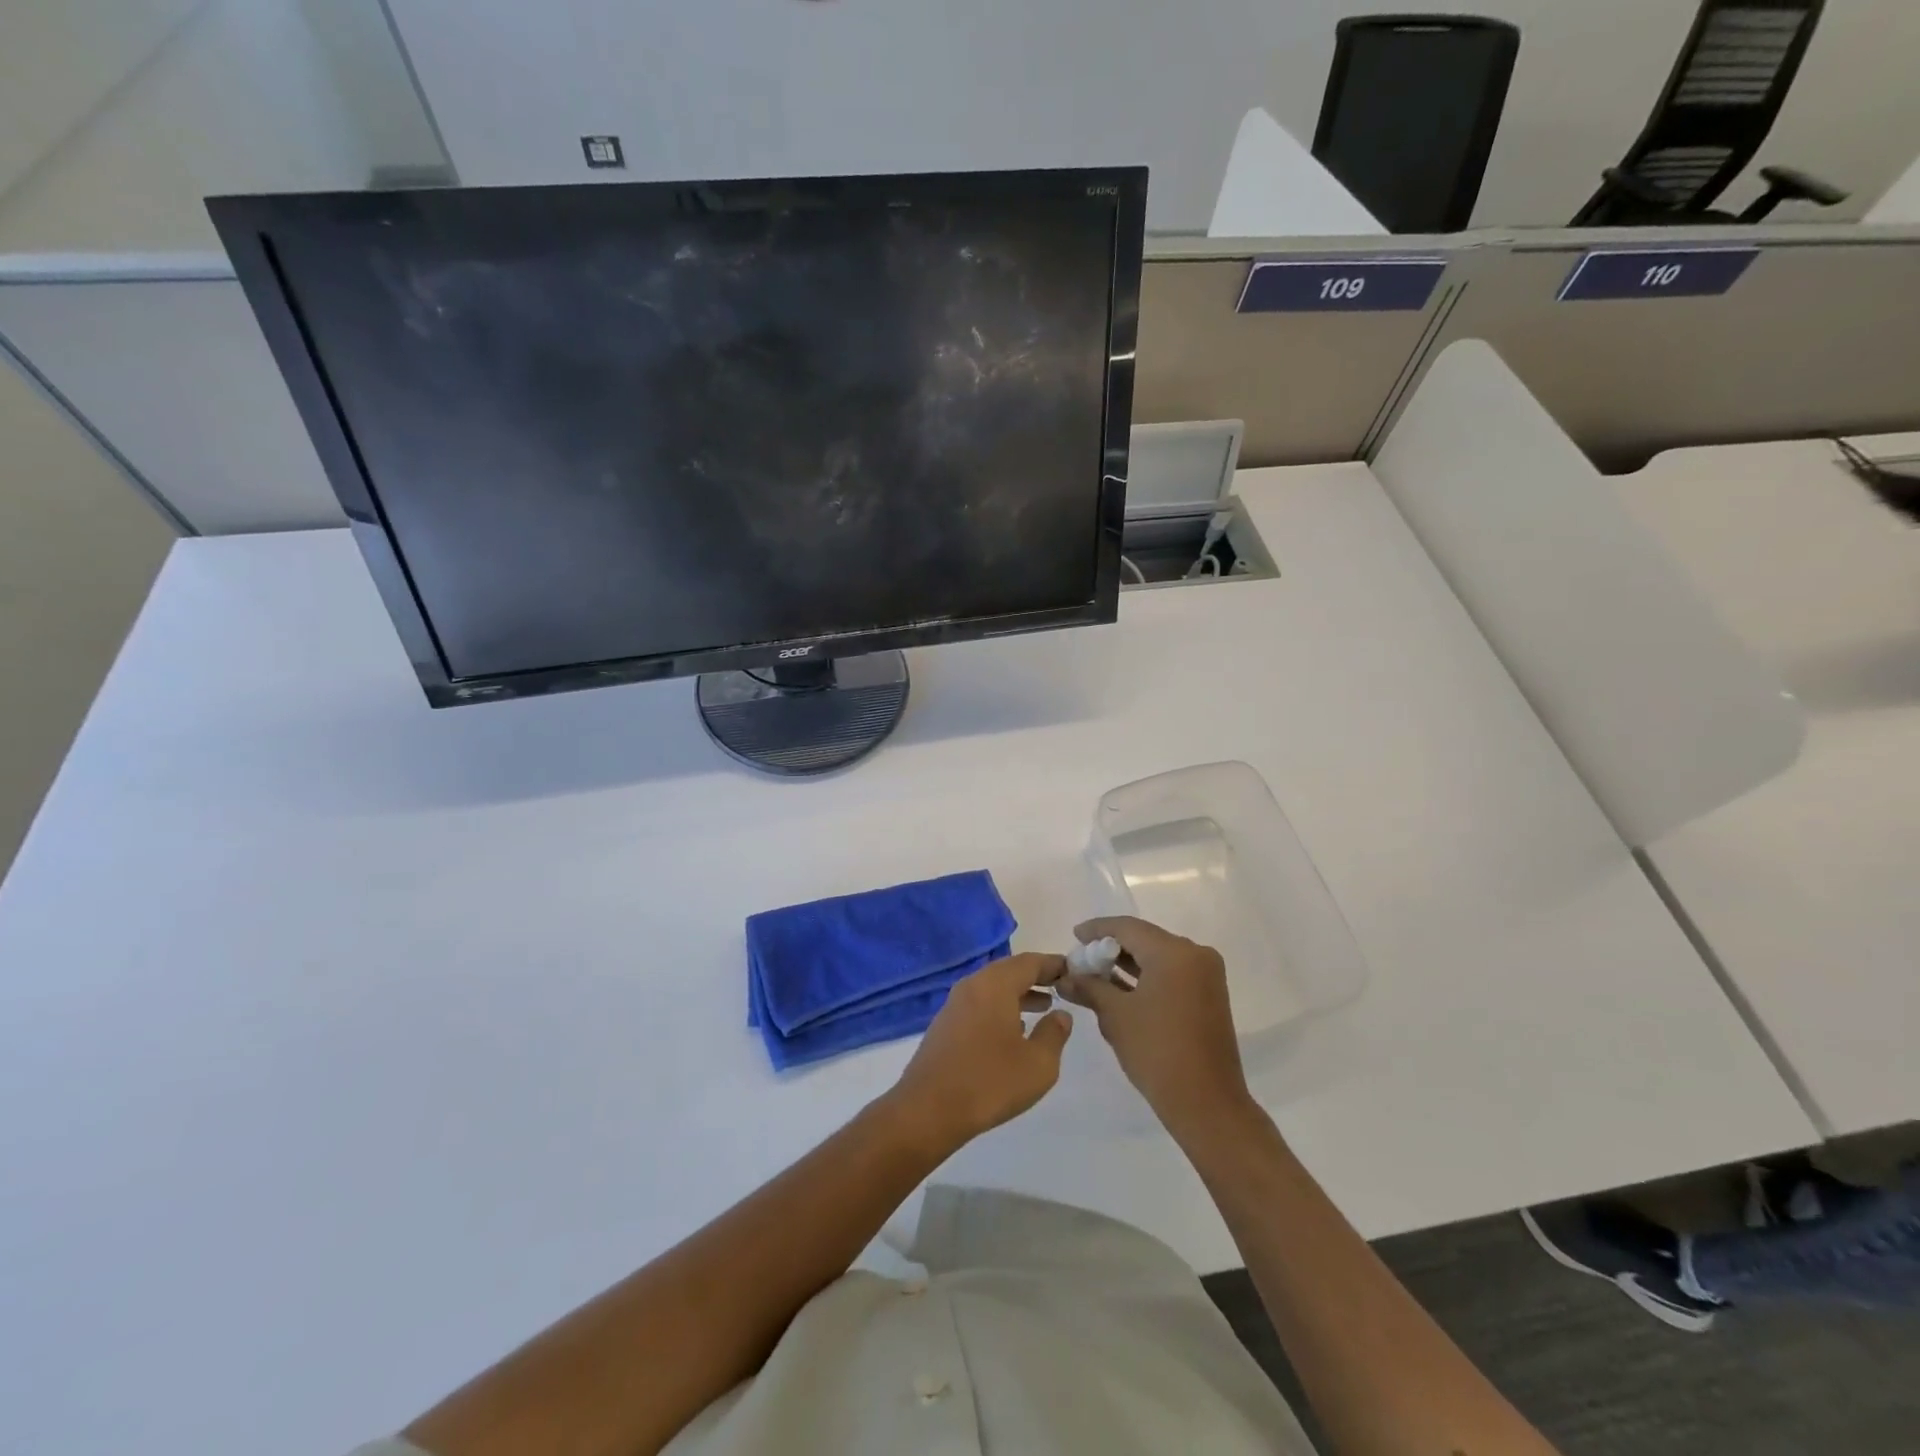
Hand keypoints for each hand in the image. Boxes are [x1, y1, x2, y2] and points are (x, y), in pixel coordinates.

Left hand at [887, 953, 1072, 1151]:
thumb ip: (1054, 1034)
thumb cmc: (990, 1082)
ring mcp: (955, 1004)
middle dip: (1036, 977)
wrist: (928, 1109)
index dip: (1053, 964)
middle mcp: (973, 985)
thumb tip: (1060, 1014)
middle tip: (1061, 986)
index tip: (1073, 969)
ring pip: (993, 989)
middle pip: (1009, 971)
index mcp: (995, 985)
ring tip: (1044, 1007)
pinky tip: (1013, 1031)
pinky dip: (1001, 1008)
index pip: (1029, 962)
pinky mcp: (945, 1025)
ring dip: (1019, 994)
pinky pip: (980, 1004)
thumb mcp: (1038, 1064)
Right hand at [1057, 916, 1251, 1138]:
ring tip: (1094, 974)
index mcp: (1175, 952)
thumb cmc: (1156, 1051)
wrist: (1206, 1103)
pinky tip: (1120, 988)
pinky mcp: (1209, 995)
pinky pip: (1172, 974)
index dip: (1097, 929)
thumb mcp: (1115, 1015)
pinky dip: (1146, 977)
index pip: (1128, 928)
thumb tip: (1064, 977)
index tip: (1074, 935)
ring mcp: (1206, 976)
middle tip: (1081, 959)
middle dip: (1111, 948)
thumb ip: (1089, 987)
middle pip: (1145, 939)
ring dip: (1127, 964)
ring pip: (1158, 957)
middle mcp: (1196, 955)